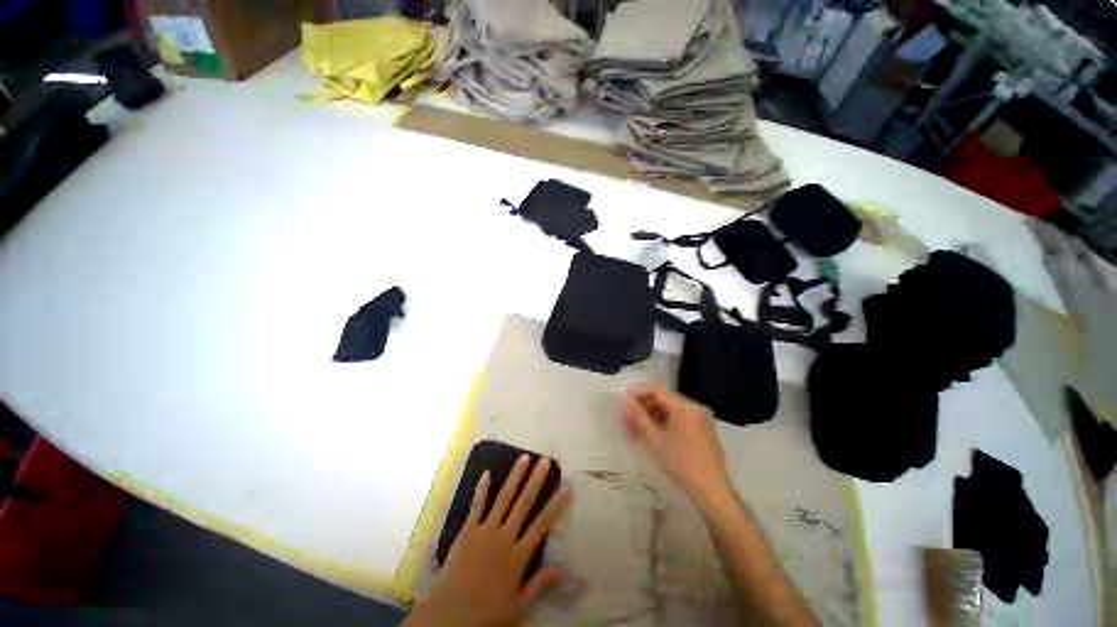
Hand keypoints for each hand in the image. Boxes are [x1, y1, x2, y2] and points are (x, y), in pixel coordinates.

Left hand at [405, 455, 569, 626]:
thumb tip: (562, 569)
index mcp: (518, 555)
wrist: (449, 615)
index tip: (566, 486)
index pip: (542, 525)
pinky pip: (477, 506)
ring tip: (524, 458)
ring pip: (503, 498)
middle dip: (536, 480)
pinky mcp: (468, 531)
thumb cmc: (486, 613)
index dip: (556, 504)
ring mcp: (485, 531)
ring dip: (515, 477)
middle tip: (545, 461)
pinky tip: (486, 473)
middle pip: (524, 503)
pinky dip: (482, 489)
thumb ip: (538, 584)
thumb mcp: (518, 605)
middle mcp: (505, 537)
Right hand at [623, 382, 732, 514]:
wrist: (713, 490)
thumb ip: (640, 418)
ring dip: (656, 411)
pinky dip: (667, 418)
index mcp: (684, 407)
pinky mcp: (705, 427)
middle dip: (647, 403)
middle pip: (666, 397)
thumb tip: (626, 402)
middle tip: (631, 413)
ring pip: (673, 406)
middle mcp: (695, 407)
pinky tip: (657, 429)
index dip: (640, 392)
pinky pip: (682, 415)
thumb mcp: (656, 441)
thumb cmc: (682, 464)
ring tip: (641, 422)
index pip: (658, 390)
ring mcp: (702, 416)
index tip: (626, 398)